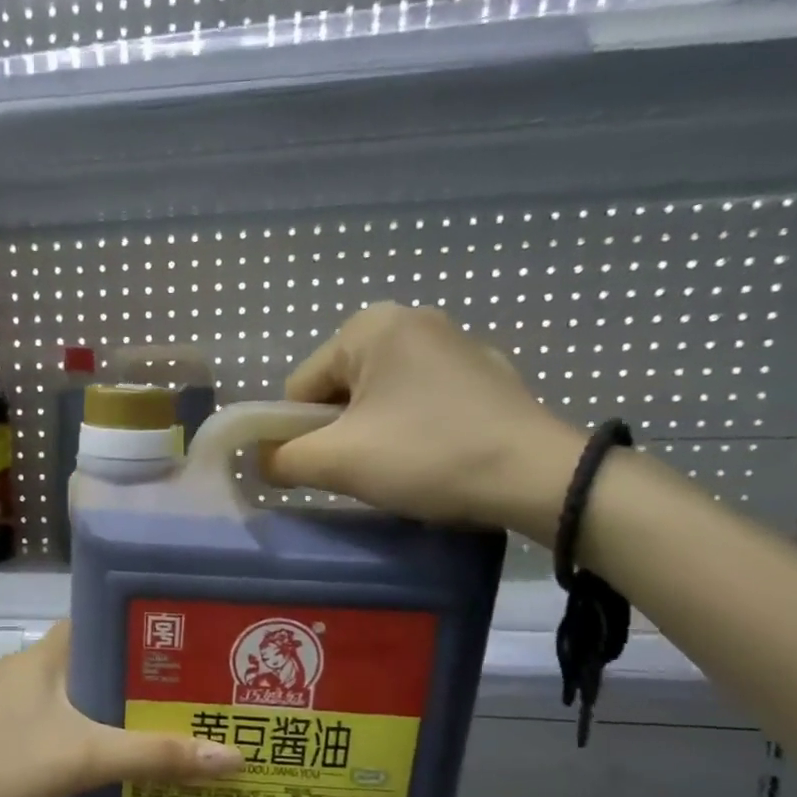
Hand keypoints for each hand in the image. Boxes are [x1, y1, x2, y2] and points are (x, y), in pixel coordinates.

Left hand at [0, 623, 242, 796]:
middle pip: (93, 658)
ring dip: (111, 704)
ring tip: (161, 723)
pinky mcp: (0, 731)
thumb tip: (233, 755)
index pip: (100, 619)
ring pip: (73, 692)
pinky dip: (84, 728)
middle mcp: (27, 667)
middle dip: (137, 673)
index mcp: (46, 654)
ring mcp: (9, 700)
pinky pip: (54, 718)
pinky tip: (107, 755)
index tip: (187, 643)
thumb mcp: (83, 759)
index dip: (142, 627)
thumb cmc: (0, 766)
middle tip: (189, 692)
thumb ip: (154, 756)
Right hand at [269, 303, 585, 543]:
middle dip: (340, 433)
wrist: (535, 476)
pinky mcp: (485, 373)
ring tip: (402, 468)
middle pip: (339, 390)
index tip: (330, 466)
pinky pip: (420, 401)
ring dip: (374, 434)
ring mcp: (454, 343)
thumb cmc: (426, 456)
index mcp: (371, 327)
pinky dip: (413, 429)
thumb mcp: (337, 462)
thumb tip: (261, 460)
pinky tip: (435, 457)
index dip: (300, 434)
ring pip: (379, 399)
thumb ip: (281, 459)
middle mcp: (412, 320)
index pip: (300, 387)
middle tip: (366, 470)